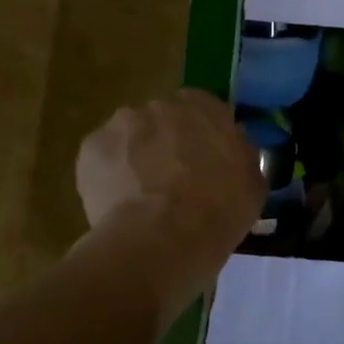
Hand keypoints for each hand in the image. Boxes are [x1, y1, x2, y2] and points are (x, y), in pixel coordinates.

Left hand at [76, 91, 264, 277]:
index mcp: (205, 106)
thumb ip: (241, 155)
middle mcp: (162, 104)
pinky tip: (117, 205)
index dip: (202, 138)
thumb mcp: (253, 184)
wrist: (161, 239)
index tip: (204, 164)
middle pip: (163, 121)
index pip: (205, 111)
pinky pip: (102, 159)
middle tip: (172, 183)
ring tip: (141, 199)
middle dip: (165, 144)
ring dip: (134, 158)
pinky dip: (108, 176)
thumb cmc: (218, 211)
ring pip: (130, 138)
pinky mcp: (90, 148)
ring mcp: (122, 123)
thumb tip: (233, 151)